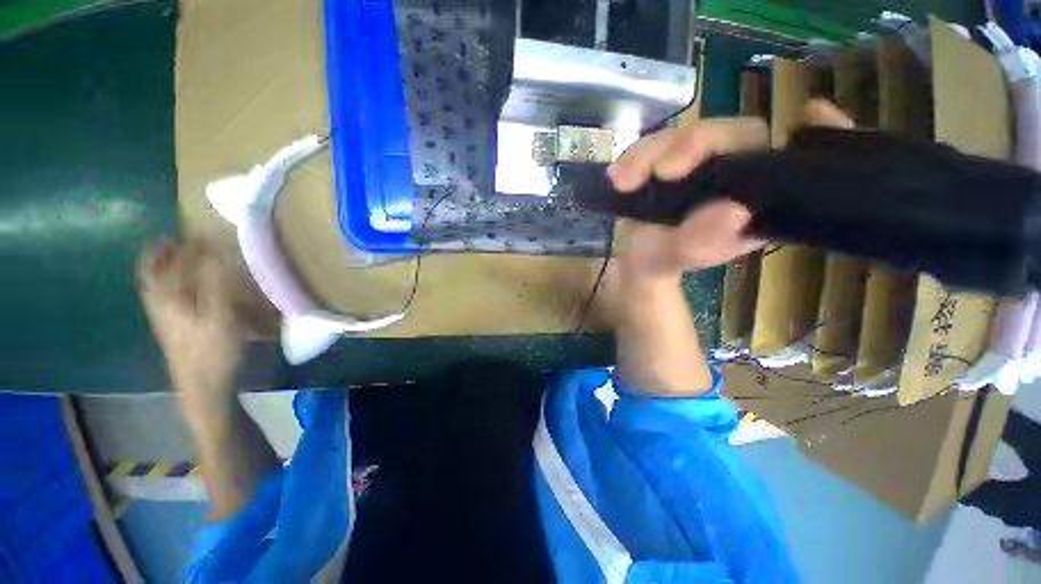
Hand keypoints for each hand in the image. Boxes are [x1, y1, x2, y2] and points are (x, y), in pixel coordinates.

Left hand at [138, 239, 245, 410]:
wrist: (203, 387)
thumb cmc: (214, 350)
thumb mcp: (221, 316)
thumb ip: (216, 284)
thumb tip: (212, 255)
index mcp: (169, 299)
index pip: (168, 264)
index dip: (181, 247)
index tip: (197, 233)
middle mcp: (159, 305)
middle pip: (151, 275)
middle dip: (159, 255)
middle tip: (173, 241)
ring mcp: (162, 320)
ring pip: (154, 288)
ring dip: (161, 270)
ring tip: (175, 260)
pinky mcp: (170, 331)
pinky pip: (162, 301)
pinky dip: (168, 288)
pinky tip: (182, 290)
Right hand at [607, 100, 852, 282]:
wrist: (633, 258)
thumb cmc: (660, 260)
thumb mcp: (677, 258)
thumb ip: (700, 242)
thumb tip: (732, 212)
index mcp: (756, 199)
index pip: (794, 157)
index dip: (816, 133)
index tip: (809, 116)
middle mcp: (736, 174)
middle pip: (734, 135)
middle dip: (694, 145)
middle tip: (662, 171)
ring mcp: (701, 163)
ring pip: (687, 136)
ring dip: (651, 153)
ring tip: (621, 180)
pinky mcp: (669, 159)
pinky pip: (655, 146)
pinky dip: (634, 158)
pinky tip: (617, 175)